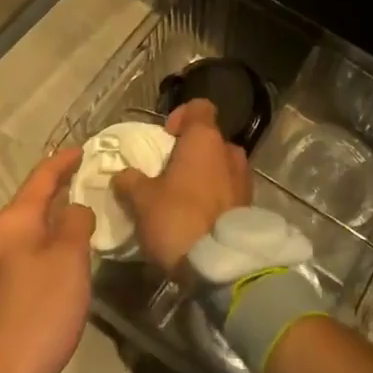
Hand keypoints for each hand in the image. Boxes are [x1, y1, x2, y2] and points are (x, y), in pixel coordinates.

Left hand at [0, 147, 96, 372]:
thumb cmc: (38, 312)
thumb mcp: (70, 260)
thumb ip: (76, 223)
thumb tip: (75, 209)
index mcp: (14, 221)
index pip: (41, 177)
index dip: (63, 161)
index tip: (83, 149)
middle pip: (29, 200)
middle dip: (56, 187)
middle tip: (85, 177)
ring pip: (25, 227)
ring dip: (49, 215)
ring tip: (76, 211)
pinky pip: (22, 250)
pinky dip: (43, 240)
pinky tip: (58, 253)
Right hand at [112, 99, 251, 273]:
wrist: (222, 264)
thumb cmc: (179, 219)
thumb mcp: (143, 201)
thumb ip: (131, 181)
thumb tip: (122, 175)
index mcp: (205, 138)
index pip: (199, 107)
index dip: (181, 116)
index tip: (165, 137)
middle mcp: (230, 151)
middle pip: (209, 139)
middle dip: (189, 152)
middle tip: (167, 174)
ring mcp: (244, 178)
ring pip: (220, 165)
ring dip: (203, 176)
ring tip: (181, 199)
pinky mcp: (250, 204)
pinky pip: (228, 189)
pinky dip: (214, 196)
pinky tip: (198, 218)